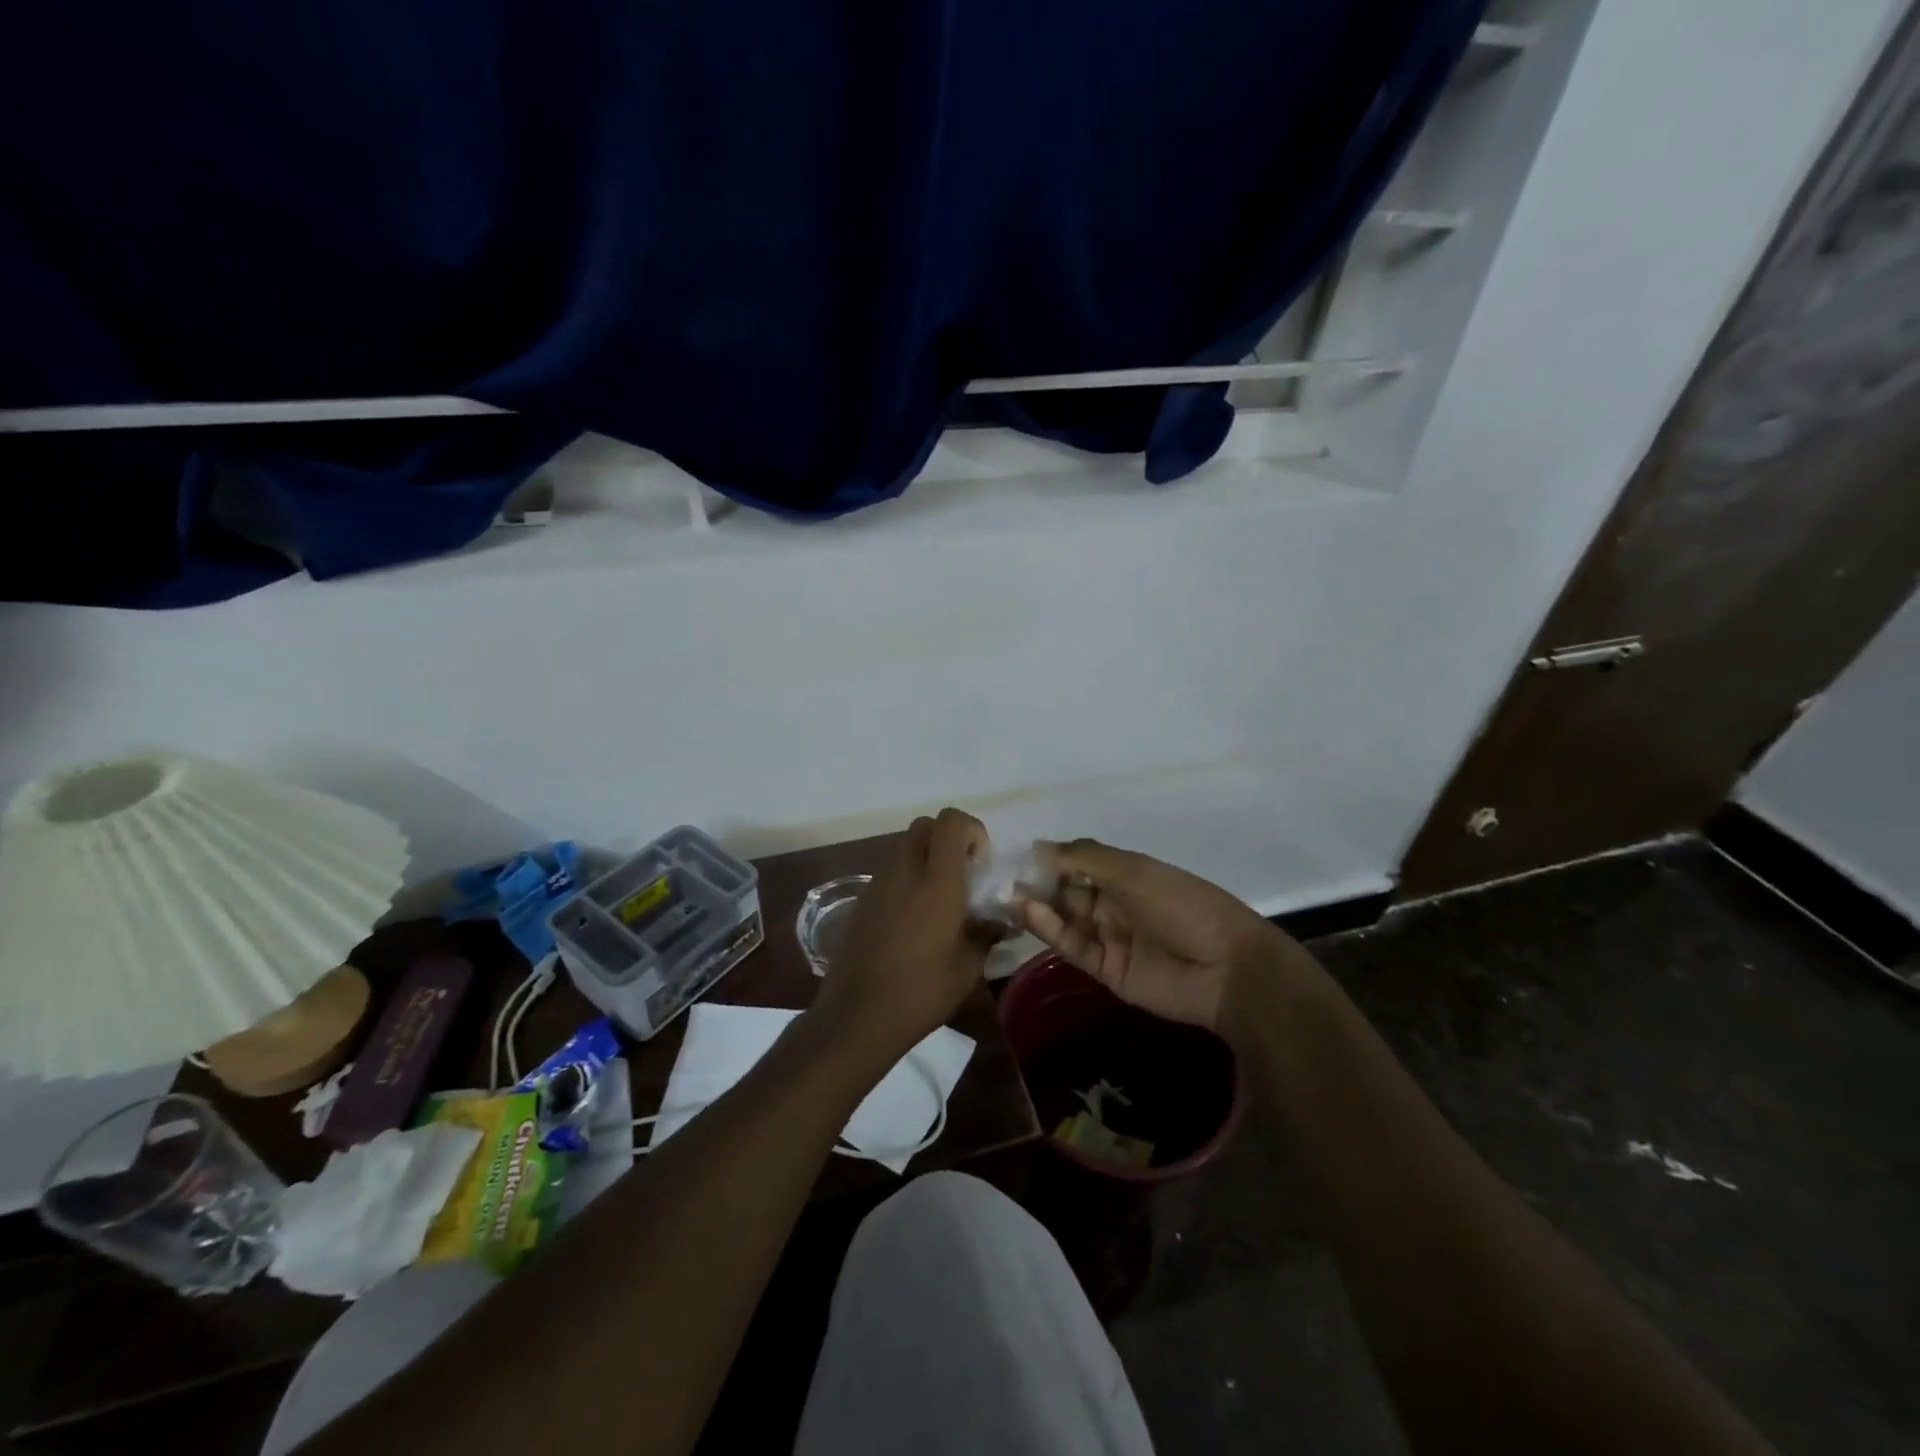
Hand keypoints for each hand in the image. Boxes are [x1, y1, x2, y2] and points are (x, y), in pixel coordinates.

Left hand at [808, 809, 991, 1064]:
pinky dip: (907, 877)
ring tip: (940, 898)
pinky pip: (890, 870)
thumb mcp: (967, 966)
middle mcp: (905, 870)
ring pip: (905, 845)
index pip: (951, 821)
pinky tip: (914, 917)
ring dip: (926, 857)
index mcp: (936, 881)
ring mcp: (878, 882)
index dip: (971, 831)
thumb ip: (987, 933)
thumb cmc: (921, 991)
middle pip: (926, 825)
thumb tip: (1003, 921)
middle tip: (962, 875)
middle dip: (948, 839)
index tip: (980, 865)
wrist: (857, 1016)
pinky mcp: (862, 899)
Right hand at [1015, 839, 1296, 1031]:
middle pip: (1068, 891)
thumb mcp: (1134, 871)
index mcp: (1127, 875)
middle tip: (1003, 878)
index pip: (1079, 862)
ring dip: (1039, 907)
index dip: (1052, 858)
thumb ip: (1085, 858)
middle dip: (1039, 883)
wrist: (1227, 969)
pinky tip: (1029, 914)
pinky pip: (1073, 946)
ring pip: (1066, 919)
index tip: (1018, 854)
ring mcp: (1110, 937)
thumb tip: (1039, 846)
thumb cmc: (1184, 905)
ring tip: (1008, 896)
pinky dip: (1050, 930)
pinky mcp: (1106, 969)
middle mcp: (1115, 903)